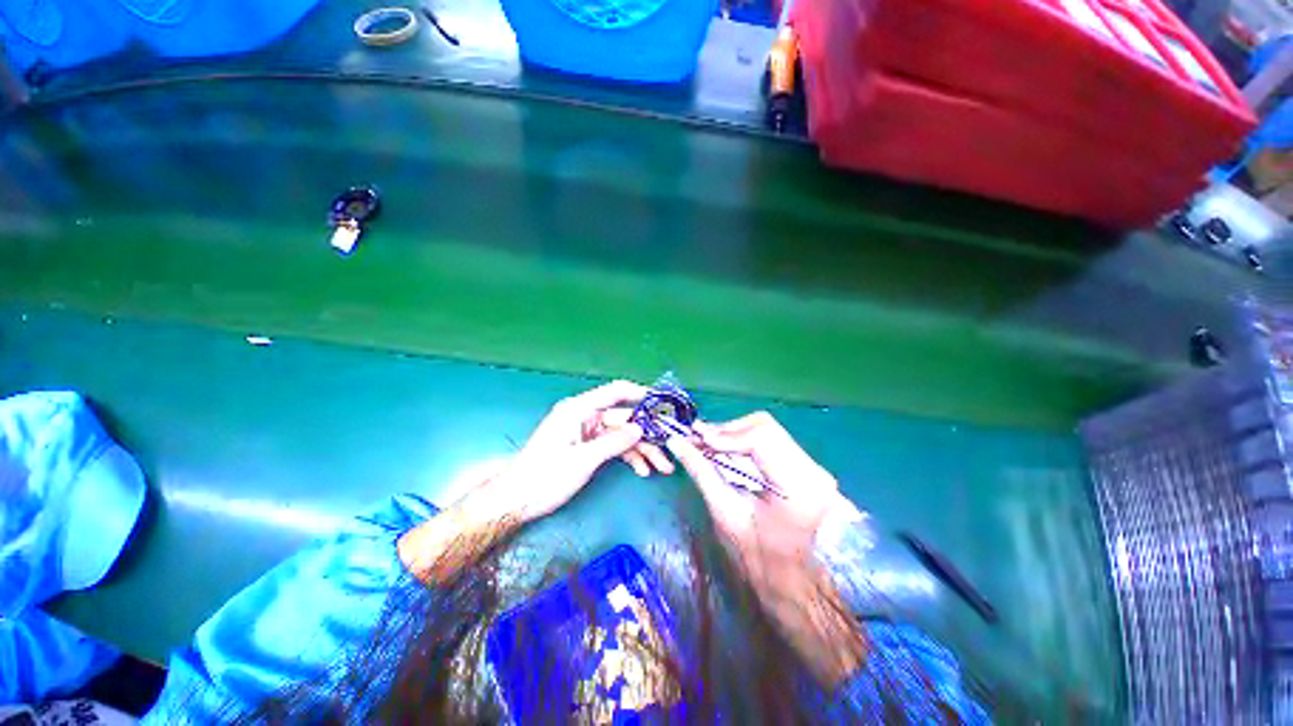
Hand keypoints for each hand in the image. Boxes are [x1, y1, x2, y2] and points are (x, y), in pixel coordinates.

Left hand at [401, 381, 665, 582]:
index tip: (662, 401)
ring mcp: (585, 432)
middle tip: (670, 446)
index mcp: (578, 409)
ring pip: (621, 435)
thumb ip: (614, 442)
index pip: (615, 392)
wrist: (516, 501)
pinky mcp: (585, 446)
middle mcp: (584, 416)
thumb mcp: (583, 460)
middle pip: (623, 419)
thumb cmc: (545, 477)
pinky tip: (643, 470)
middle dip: (647, 434)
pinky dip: (627, 456)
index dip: (639, 393)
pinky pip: (612, 446)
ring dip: (641, 449)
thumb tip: (640, 428)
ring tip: (663, 467)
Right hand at [667, 412, 865, 686]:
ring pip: (767, 429)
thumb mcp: (725, 513)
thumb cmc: (758, 559)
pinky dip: (744, 441)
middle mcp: (814, 470)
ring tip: (709, 444)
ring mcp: (814, 467)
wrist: (796, 583)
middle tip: (699, 440)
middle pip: (765, 426)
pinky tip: (727, 449)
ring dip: (734, 433)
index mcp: (799, 488)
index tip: (698, 440)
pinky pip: (772, 440)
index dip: (725, 435)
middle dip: (727, 431)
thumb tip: (676, 442)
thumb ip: (701, 471)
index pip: (761, 439)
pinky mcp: (808, 466)